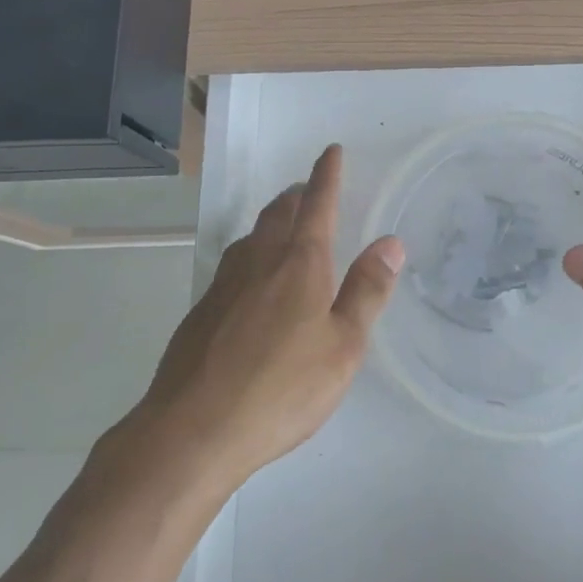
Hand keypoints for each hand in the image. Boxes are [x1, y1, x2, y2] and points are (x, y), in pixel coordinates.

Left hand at [138, 144, 403, 487]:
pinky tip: (251, 278)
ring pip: (252, 235)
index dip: (327, 175)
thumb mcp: (343, 346)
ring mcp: (225, 284)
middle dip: (297, 194)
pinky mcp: (201, 310)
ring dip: (272, 219)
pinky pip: (233, 263)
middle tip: (308, 187)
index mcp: (300, 263)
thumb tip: (390, 242)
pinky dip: (251, 252)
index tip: (332, 151)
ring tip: (283, 223)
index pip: (318, 204)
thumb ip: (367, 291)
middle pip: (280, 212)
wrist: (192, 430)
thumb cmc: (282, 388)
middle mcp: (260, 261)